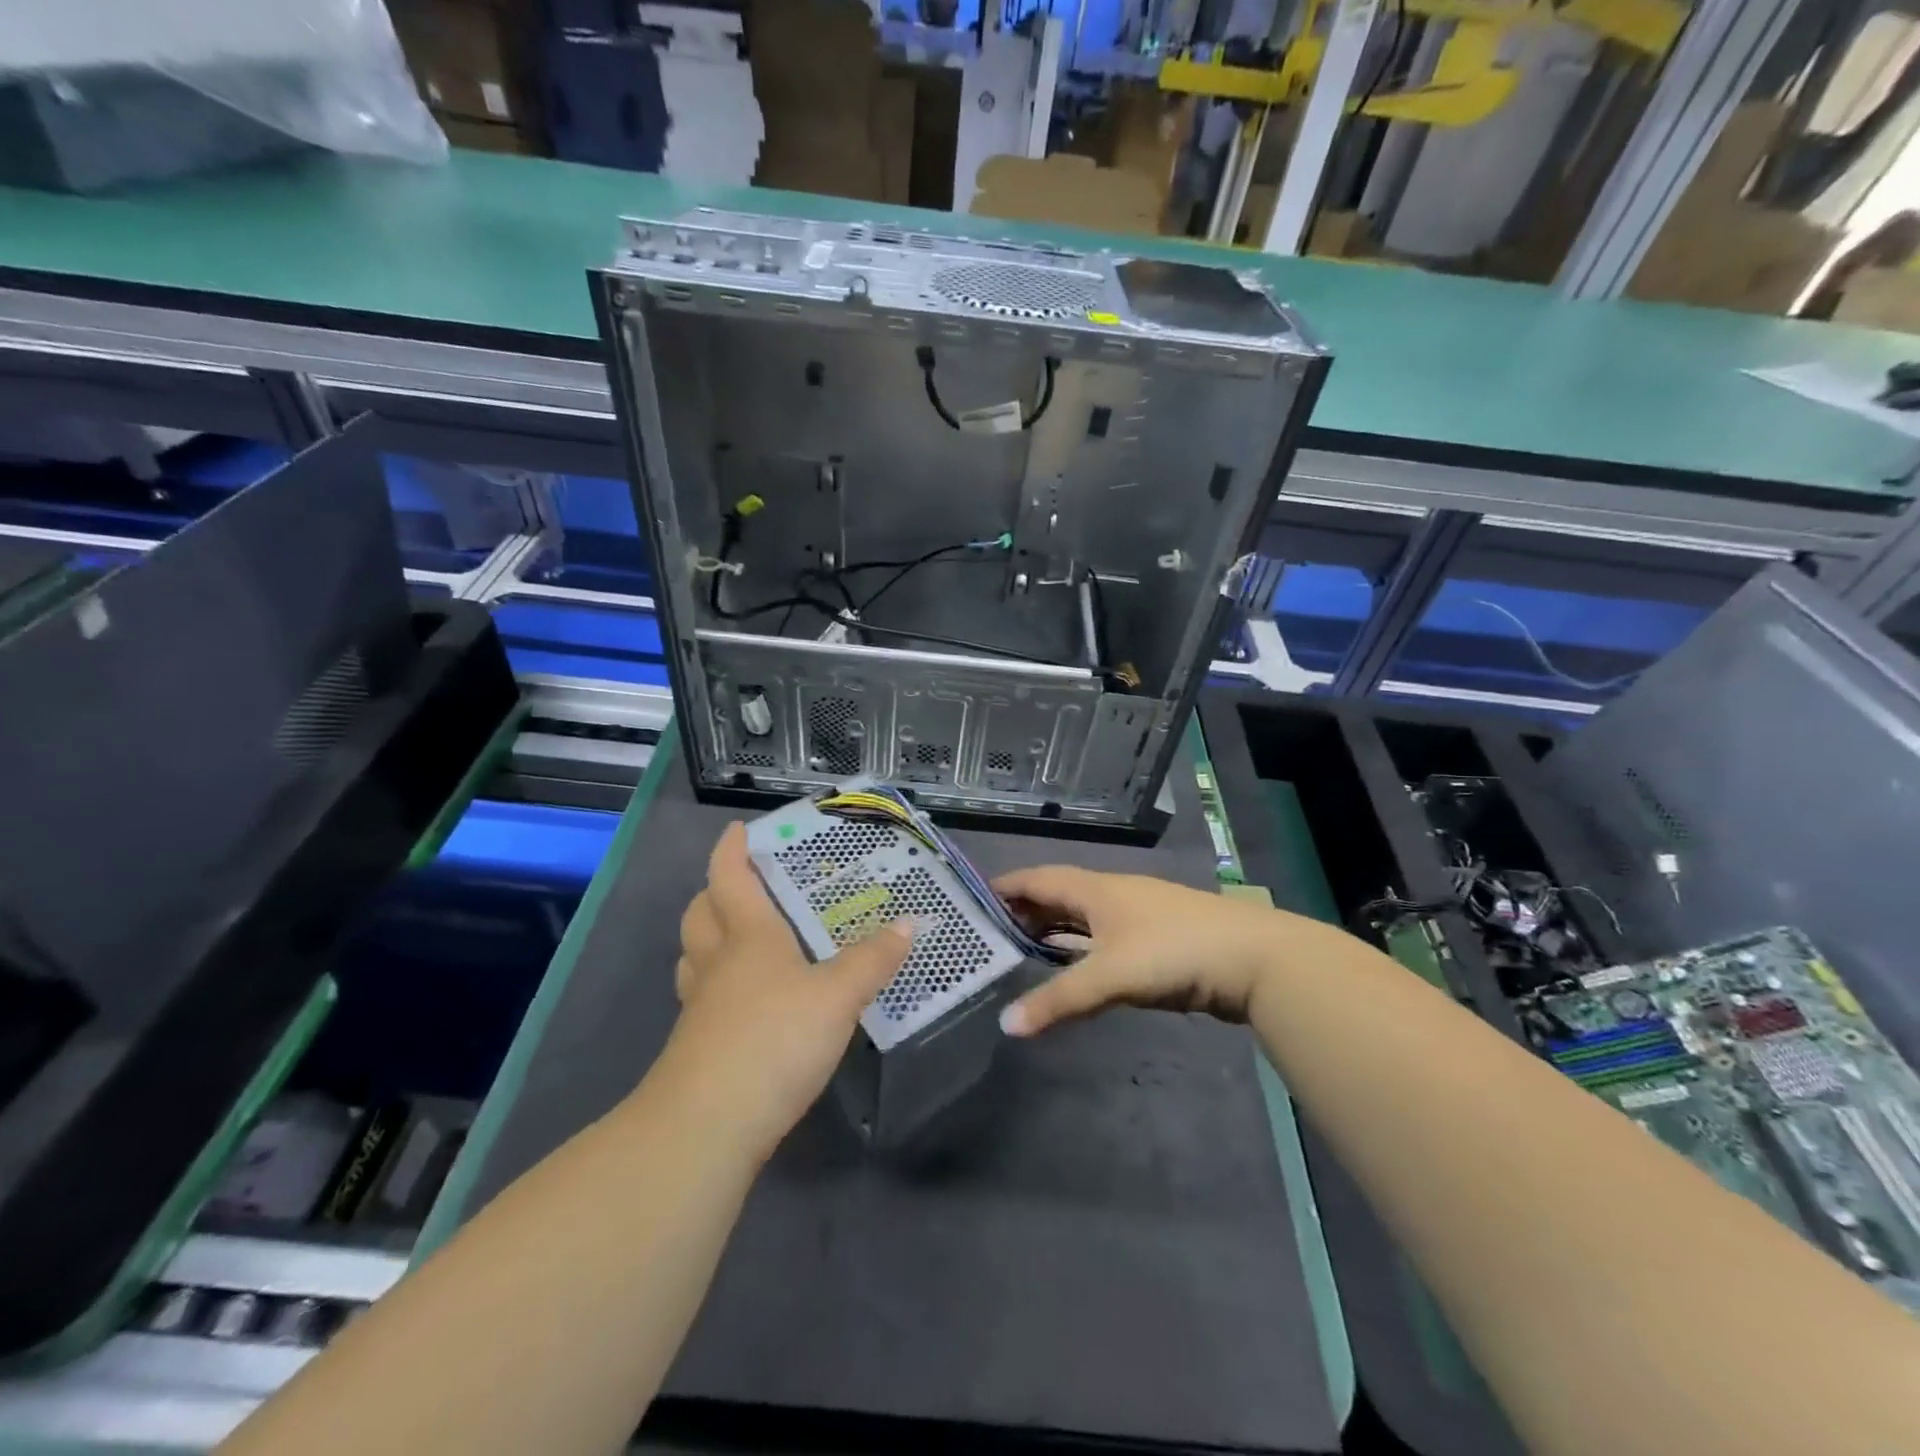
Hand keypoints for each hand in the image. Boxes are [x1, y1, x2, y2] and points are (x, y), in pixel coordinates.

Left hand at [658, 822, 912, 1160]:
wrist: (708, 1126)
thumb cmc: (774, 1039)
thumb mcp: (838, 996)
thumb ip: (874, 960)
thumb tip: (909, 923)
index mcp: (748, 937)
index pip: (730, 879)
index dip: (731, 851)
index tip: (737, 830)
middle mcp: (717, 964)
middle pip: (701, 915)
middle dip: (714, 892)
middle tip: (741, 884)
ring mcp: (701, 1008)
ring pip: (693, 957)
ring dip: (708, 938)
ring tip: (738, 937)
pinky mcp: (698, 1048)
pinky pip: (703, 998)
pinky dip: (718, 985)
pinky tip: (746, 1001)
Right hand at [993, 866, 1335, 1035]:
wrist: (1254, 958)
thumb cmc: (1174, 952)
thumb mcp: (1111, 975)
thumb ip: (1059, 1000)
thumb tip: (1006, 1025)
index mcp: (1096, 889)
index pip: (1038, 878)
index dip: (1006, 886)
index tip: (973, 900)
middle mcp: (1113, 894)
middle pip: (1059, 895)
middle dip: (1025, 910)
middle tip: (991, 933)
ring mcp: (1138, 916)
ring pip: (1083, 917)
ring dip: (1054, 930)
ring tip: (1023, 950)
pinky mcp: (1157, 941)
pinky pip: (1103, 938)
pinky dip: (1081, 949)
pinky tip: (1075, 968)